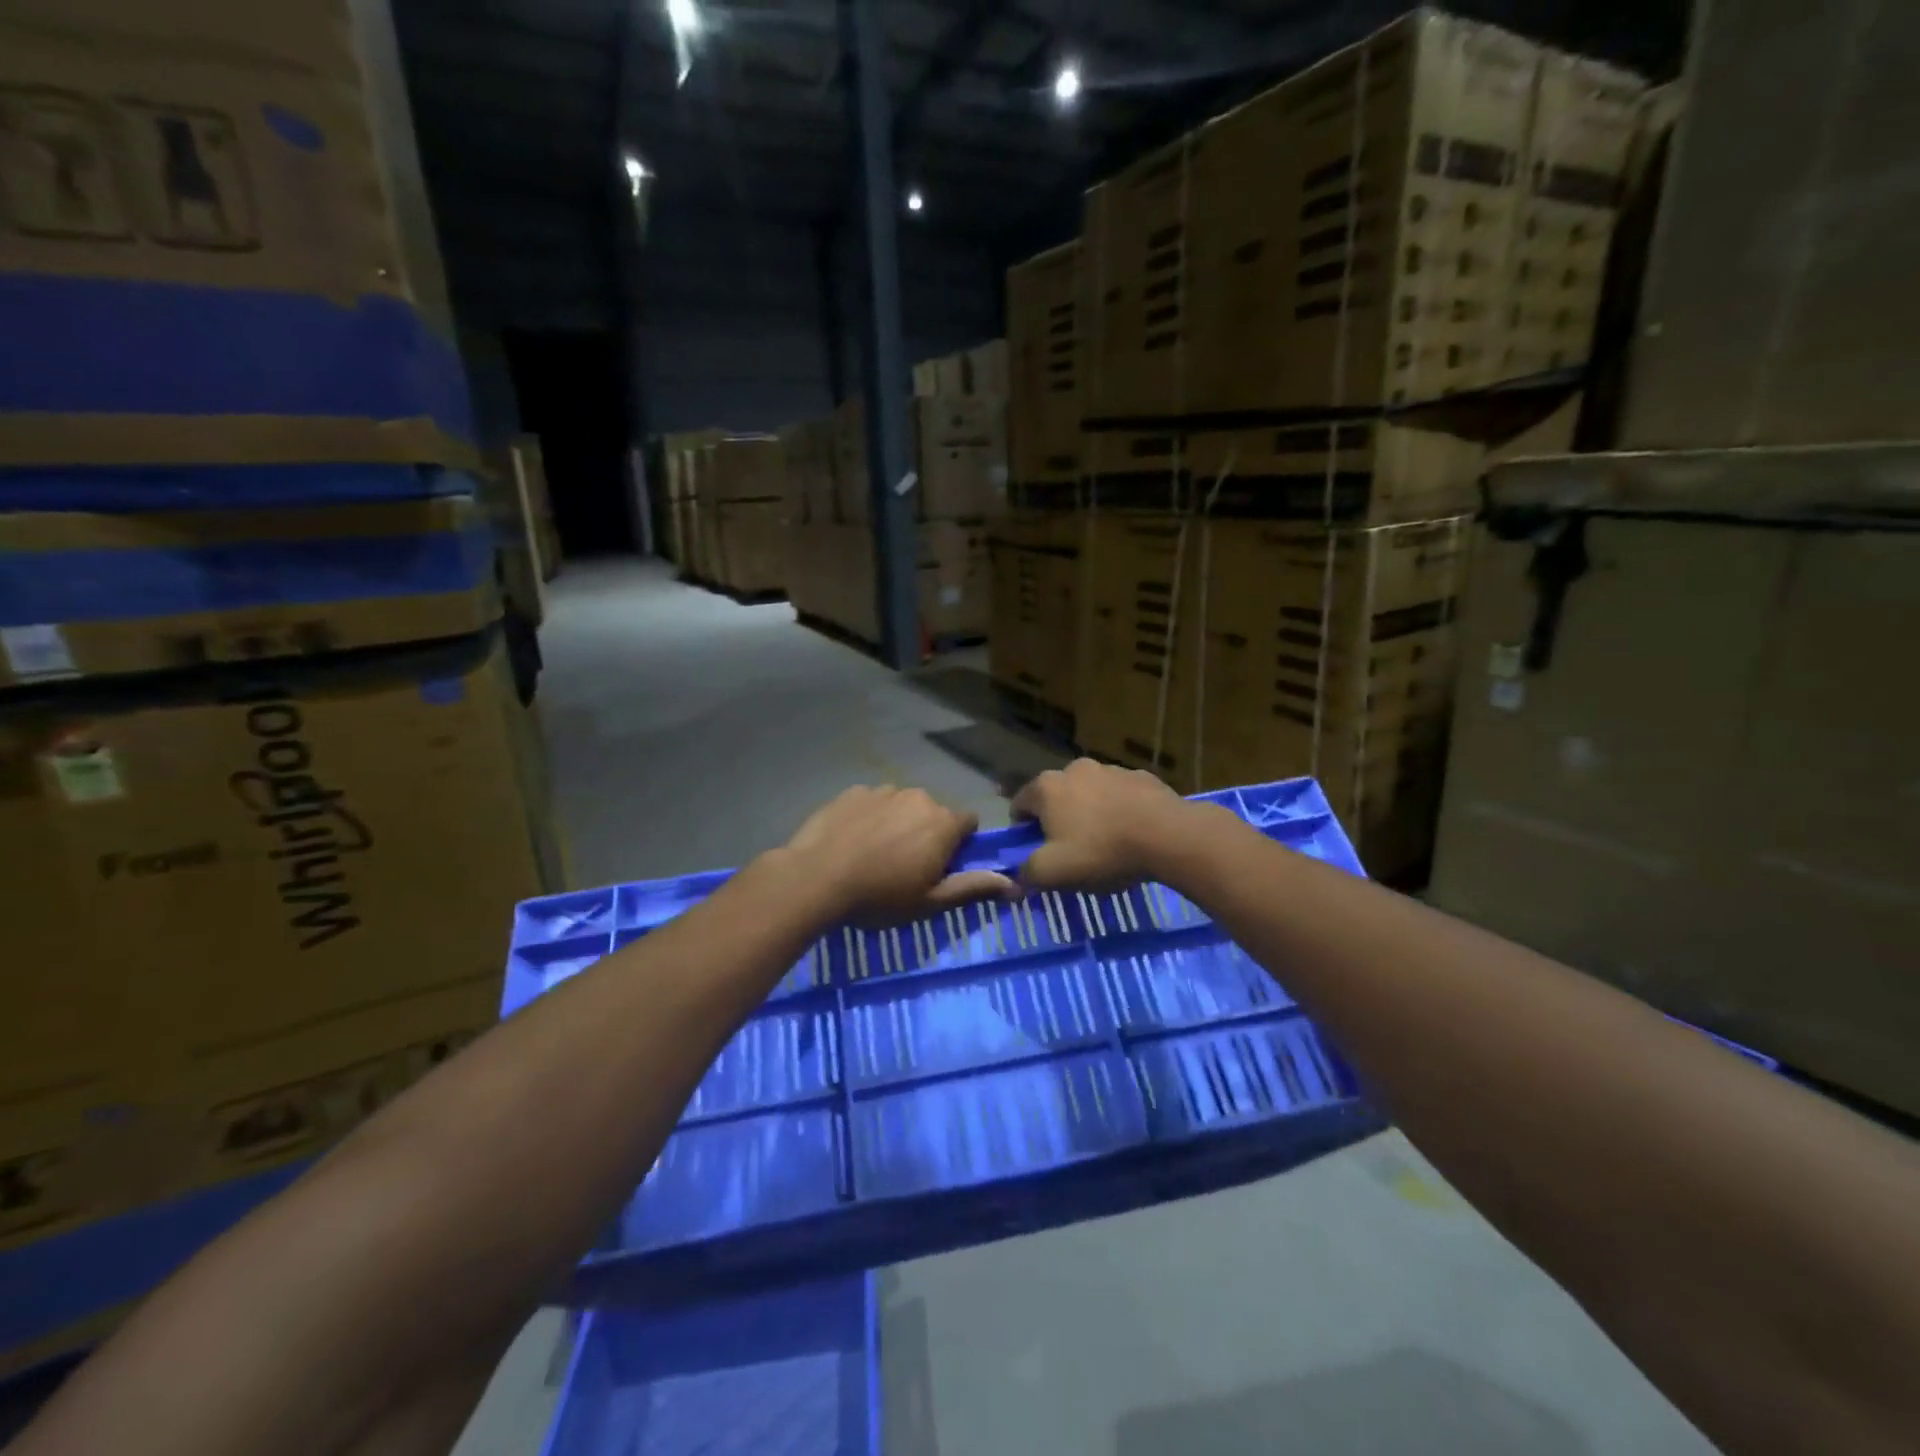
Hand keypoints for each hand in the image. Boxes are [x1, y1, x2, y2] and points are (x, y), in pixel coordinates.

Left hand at [781, 786, 1014, 926]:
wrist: (816, 878)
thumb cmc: (879, 897)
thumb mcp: (930, 902)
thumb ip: (973, 887)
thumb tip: (1014, 884)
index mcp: (943, 823)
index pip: (968, 822)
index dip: (959, 843)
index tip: (941, 866)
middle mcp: (918, 797)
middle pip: (933, 813)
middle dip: (926, 833)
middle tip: (903, 866)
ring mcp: (883, 790)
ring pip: (901, 805)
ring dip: (897, 823)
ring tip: (873, 853)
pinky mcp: (853, 791)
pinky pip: (871, 802)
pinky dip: (868, 817)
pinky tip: (851, 841)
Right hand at [1010, 759, 1191, 892]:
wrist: (1169, 836)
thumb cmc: (1102, 851)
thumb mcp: (1054, 873)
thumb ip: (1027, 873)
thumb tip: (1016, 875)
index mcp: (1047, 787)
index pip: (1020, 804)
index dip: (1022, 830)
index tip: (1034, 852)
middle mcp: (1075, 769)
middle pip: (1056, 796)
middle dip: (1058, 820)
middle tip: (1071, 851)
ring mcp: (1111, 769)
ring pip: (1090, 793)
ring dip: (1091, 813)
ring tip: (1106, 844)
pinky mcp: (1142, 777)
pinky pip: (1121, 796)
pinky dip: (1120, 810)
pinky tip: (1133, 834)